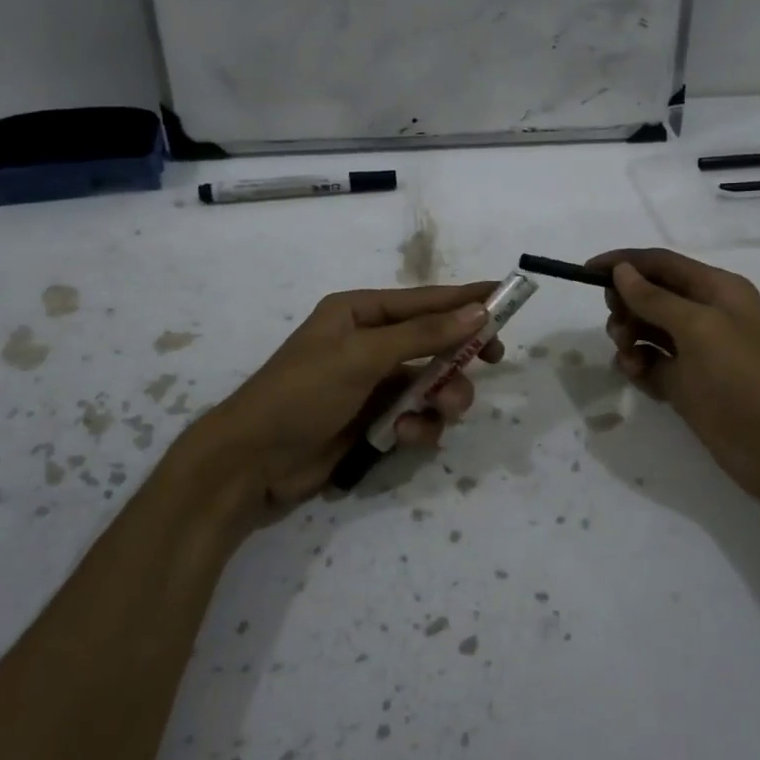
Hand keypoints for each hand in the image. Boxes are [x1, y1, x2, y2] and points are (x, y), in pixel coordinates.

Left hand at [191, 281, 503, 514]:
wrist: (252, 462)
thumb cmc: (302, 393)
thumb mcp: (363, 356)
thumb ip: (423, 334)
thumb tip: (477, 310)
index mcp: (360, 313)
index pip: (425, 300)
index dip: (466, 299)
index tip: (506, 296)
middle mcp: (370, 344)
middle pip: (435, 342)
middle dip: (460, 355)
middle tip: (490, 359)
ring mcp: (373, 385)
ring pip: (432, 384)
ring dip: (444, 397)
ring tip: (443, 411)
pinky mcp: (375, 422)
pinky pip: (417, 417)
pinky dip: (420, 427)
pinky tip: (407, 437)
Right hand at [588, 248, 759, 506]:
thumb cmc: (744, 379)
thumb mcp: (699, 329)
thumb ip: (656, 299)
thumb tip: (622, 271)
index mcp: (718, 290)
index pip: (662, 264)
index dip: (624, 263)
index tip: (585, 272)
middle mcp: (706, 315)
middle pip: (651, 296)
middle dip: (626, 305)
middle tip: (618, 328)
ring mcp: (696, 352)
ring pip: (647, 330)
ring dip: (629, 337)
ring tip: (629, 358)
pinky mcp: (687, 385)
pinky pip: (651, 364)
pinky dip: (638, 366)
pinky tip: (637, 376)